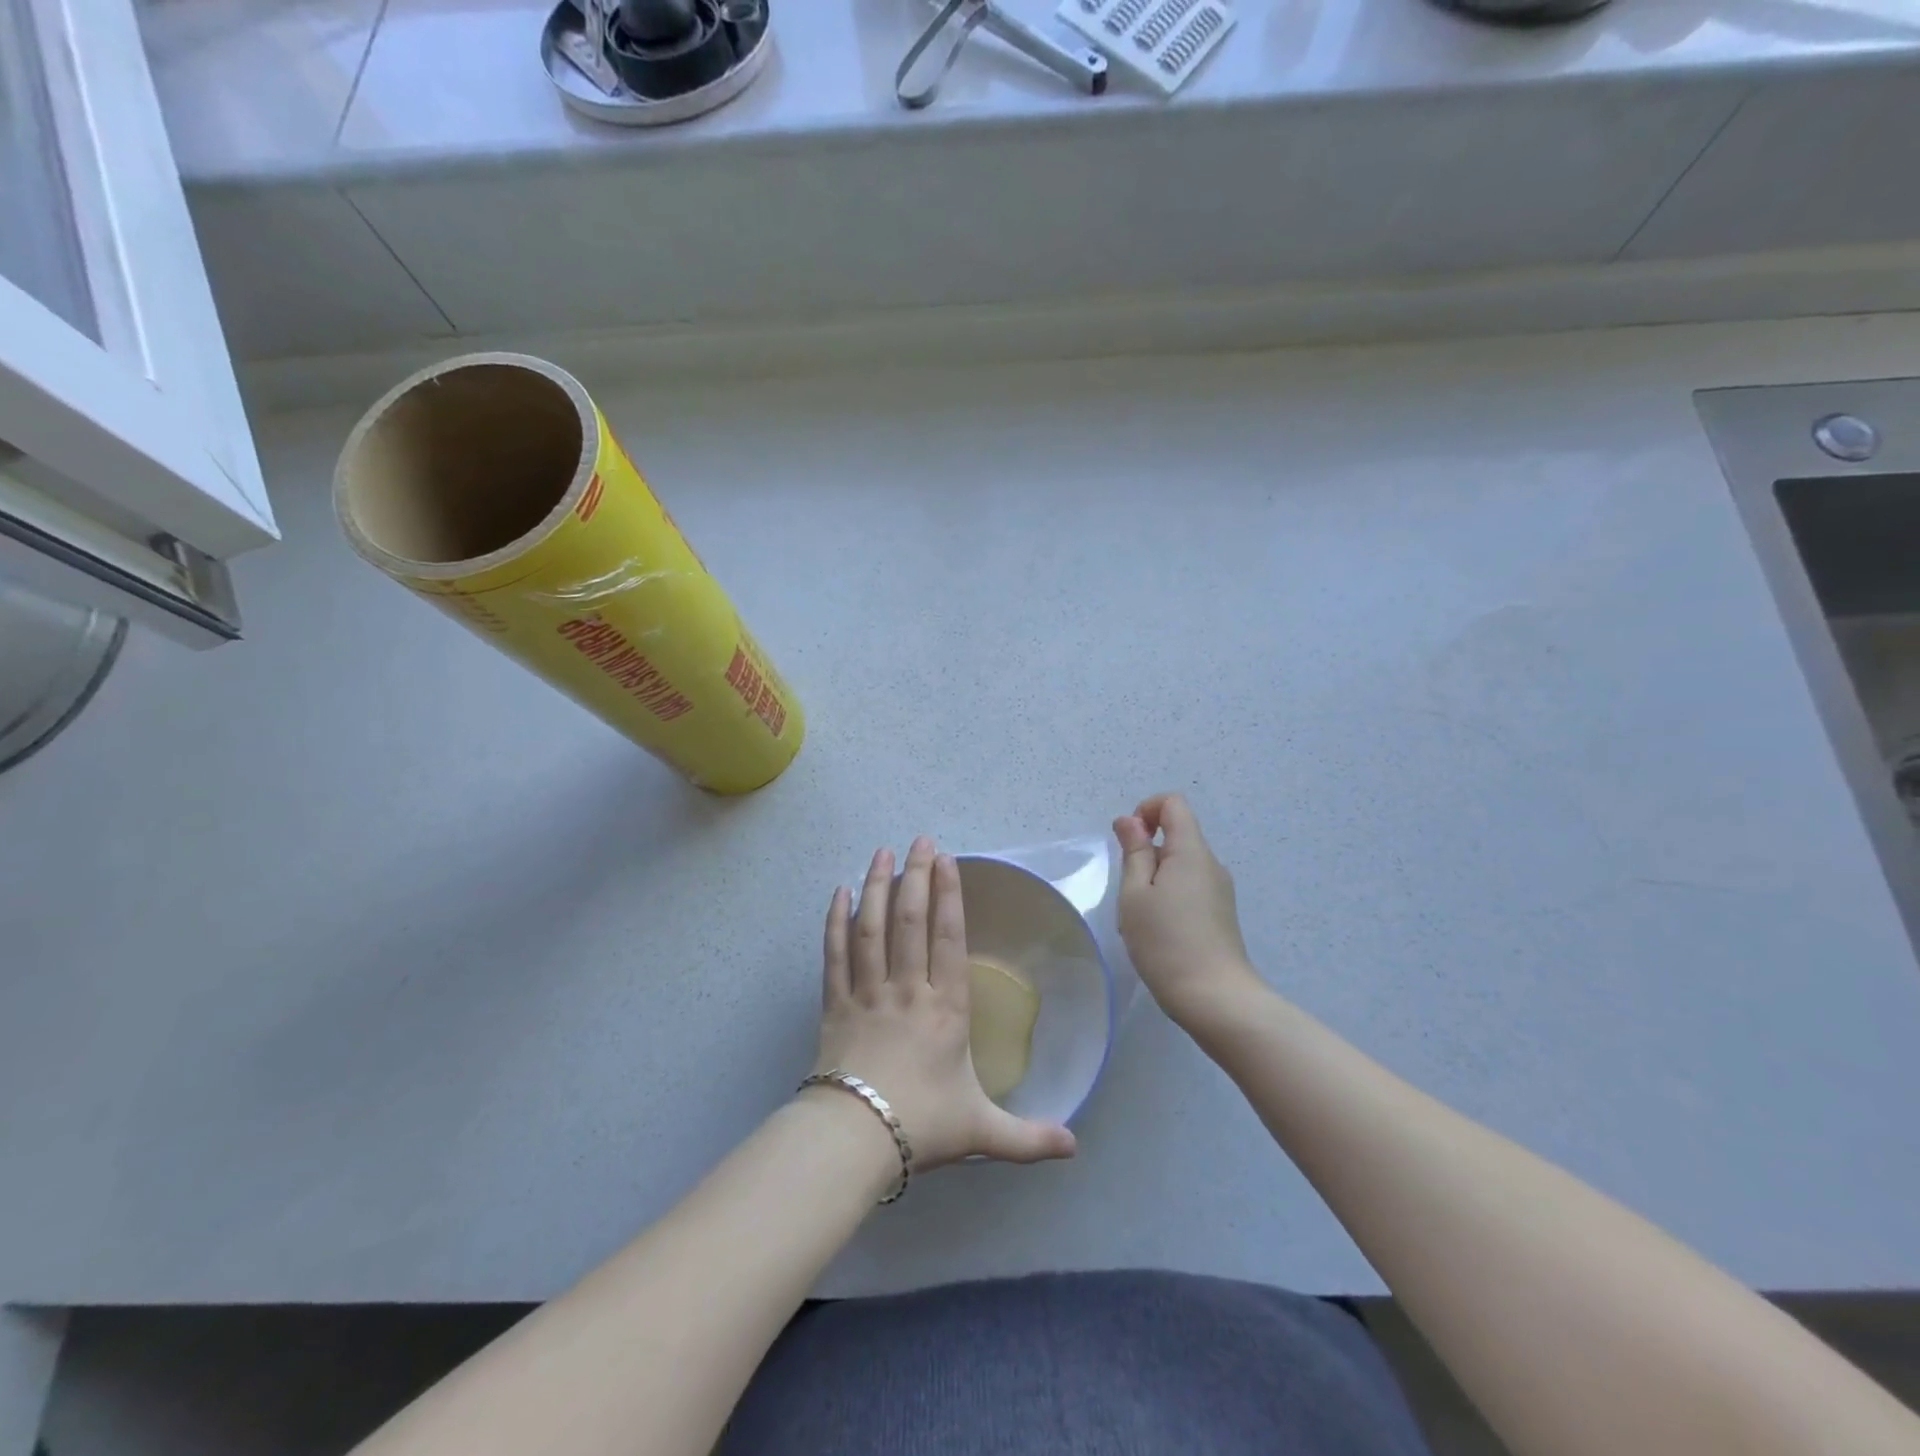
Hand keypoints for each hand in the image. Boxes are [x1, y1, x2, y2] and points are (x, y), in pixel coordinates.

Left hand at [810, 837, 1076, 1171]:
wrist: (853, 1140)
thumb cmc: (921, 1126)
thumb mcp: (982, 1132)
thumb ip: (1029, 1138)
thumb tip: (1075, 1148)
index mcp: (944, 1009)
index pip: (947, 939)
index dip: (948, 896)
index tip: (947, 862)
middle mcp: (906, 990)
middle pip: (909, 921)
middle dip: (916, 876)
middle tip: (919, 840)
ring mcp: (867, 992)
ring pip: (871, 928)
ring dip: (877, 886)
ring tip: (882, 852)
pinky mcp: (834, 1003)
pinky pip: (835, 953)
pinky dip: (836, 920)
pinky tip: (840, 892)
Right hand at [1113, 794, 1262, 1023]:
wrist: (1215, 998)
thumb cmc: (1166, 942)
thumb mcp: (1135, 895)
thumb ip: (1134, 852)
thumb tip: (1131, 821)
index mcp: (1191, 851)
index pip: (1173, 803)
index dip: (1146, 811)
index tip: (1128, 843)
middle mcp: (1211, 864)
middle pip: (1176, 835)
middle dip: (1145, 852)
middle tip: (1128, 892)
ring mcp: (1219, 890)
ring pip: (1180, 865)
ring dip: (1154, 879)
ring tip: (1141, 918)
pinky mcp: (1220, 913)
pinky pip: (1190, 887)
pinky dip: (1168, 896)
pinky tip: (1158, 932)